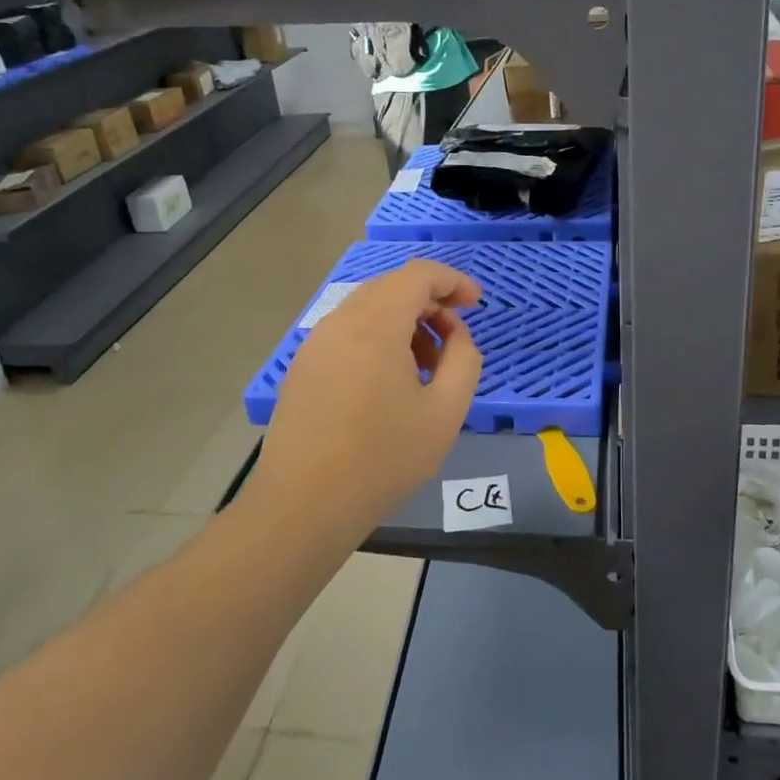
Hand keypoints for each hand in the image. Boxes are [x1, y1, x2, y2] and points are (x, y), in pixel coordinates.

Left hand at [249, 261, 482, 543]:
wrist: (303, 504)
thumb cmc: (383, 458)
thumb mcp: (445, 412)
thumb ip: (464, 360)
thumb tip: (456, 336)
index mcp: (375, 323)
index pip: (418, 274)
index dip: (453, 281)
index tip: (477, 304)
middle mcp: (339, 321)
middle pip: (392, 288)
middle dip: (430, 304)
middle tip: (454, 341)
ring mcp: (315, 344)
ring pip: (368, 310)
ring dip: (405, 323)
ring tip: (426, 368)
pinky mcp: (303, 367)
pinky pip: (348, 333)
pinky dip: (378, 339)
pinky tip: (389, 383)